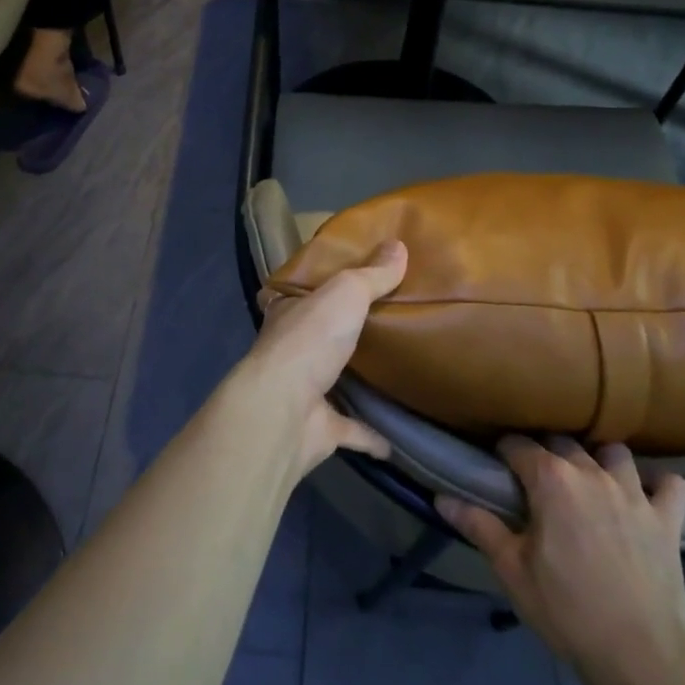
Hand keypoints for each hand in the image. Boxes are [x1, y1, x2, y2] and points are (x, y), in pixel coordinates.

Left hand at [246, 240, 406, 478]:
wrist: (284, 411)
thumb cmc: (309, 340)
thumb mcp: (345, 293)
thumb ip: (372, 274)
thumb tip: (399, 245)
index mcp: (288, 312)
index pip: (299, 292)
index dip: (318, 285)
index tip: (346, 281)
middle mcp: (290, 349)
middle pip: (319, 335)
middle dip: (342, 330)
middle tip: (385, 321)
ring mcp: (303, 391)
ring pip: (332, 380)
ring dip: (355, 379)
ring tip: (394, 369)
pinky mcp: (319, 429)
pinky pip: (351, 430)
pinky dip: (371, 435)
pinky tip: (397, 439)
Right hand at [439, 438, 684, 684]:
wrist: (641, 658)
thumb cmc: (567, 611)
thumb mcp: (512, 571)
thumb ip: (478, 526)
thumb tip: (440, 497)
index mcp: (550, 479)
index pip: (518, 445)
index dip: (504, 452)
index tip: (498, 468)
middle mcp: (591, 472)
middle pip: (562, 441)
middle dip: (546, 452)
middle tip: (538, 481)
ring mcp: (634, 492)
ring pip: (614, 452)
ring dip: (600, 460)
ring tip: (591, 482)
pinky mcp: (668, 518)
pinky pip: (671, 484)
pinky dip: (659, 485)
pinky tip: (647, 496)